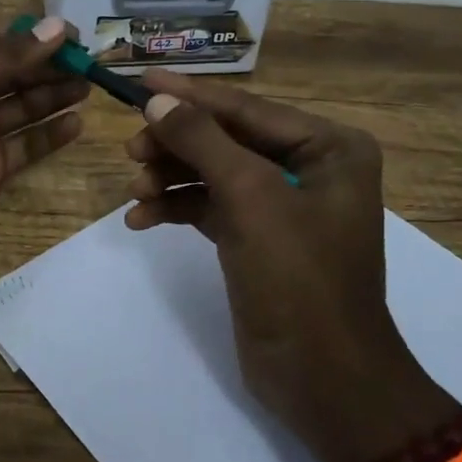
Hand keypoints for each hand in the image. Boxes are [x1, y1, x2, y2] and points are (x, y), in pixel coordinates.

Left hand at [0, 15, 88, 273]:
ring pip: (25, 105)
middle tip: (91, 63)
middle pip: (16, 71)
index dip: (36, 35)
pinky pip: (26, 145)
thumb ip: (1, 59)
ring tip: (89, 86)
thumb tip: (57, 29)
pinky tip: (76, 123)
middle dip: (51, 65)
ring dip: (55, 94)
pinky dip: (51, 134)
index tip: (75, 36)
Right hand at [124, 70, 458, 461]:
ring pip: (213, 172)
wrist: (323, 381)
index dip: (191, 96)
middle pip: (226, 139)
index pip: (247, 110)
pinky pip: (210, 207)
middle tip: (132, 149)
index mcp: (329, 148)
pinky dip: (177, 208)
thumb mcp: (250, 199)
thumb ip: (203, 142)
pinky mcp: (256, 238)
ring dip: (171, 177)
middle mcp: (309, 168)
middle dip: (177, 144)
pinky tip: (141, 220)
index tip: (141, 80)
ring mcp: (282, 205)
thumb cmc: (299, 279)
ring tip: (135, 191)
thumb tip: (158, 100)